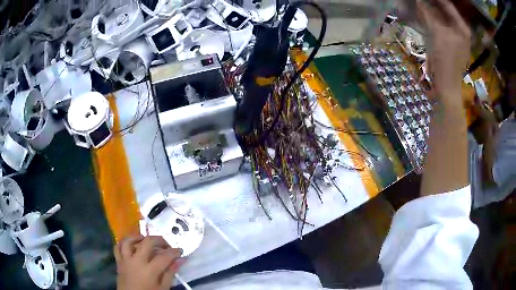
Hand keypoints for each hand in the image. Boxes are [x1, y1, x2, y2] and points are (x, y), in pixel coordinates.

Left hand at [115, 234, 183, 289]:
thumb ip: (170, 273)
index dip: (174, 252)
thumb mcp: (163, 288)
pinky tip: (130, 245)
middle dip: (159, 240)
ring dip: (137, 237)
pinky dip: (123, 244)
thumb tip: (179, 261)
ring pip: (128, 241)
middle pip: (147, 242)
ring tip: (145, 239)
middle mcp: (136, 261)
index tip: (180, 251)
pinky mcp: (119, 263)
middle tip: (166, 244)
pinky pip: (117, 248)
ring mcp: (126, 261)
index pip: (164, 256)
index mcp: (150, 270)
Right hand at [417, 0, 470, 97]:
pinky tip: (421, 14)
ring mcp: (453, 36)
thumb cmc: (447, 60)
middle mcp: (459, 30)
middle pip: (444, 10)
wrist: (447, 86)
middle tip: (419, 0)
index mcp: (462, 27)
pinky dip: (430, 19)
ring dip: (429, 10)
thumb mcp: (439, 33)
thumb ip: (430, 14)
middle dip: (431, 3)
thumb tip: (420, 0)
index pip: (447, 4)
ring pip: (440, 17)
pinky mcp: (447, 42)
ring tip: (418, 4)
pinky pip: (438, 26)